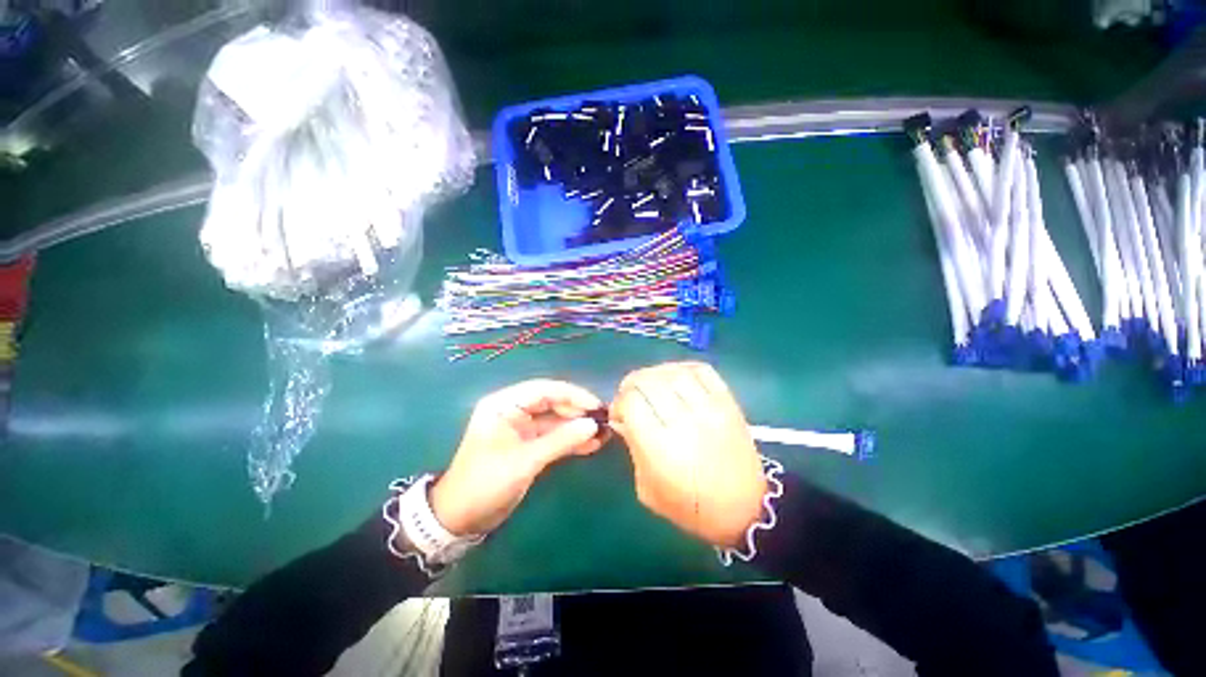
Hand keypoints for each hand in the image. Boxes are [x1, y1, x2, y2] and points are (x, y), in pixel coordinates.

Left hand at [430, 379, 605, 535]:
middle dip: (578, 411)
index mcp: (504, 404)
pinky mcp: (528, 443)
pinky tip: (591, 445)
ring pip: (556, 419)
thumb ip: (560, 440)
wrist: (460, 519)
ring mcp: (522, 427)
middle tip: (604, 420)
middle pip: (552, 402)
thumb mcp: (525, 461)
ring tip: (604, 434)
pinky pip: (553, 435)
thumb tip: (593, 425)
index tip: (596, 406)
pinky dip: (570, 440)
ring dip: (577, 426)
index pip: (544, 389)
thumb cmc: (486, 484)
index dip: (573, 395)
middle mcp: (513, 410)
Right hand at [610, 362, 765, 547]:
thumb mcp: (647, 489)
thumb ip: (632, 449)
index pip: (631, 403)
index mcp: (661, 448)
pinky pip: (701, 371)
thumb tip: (623, 418)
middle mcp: (684, 422)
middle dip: (631, 383)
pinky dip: (682, 367)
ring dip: (653, 373)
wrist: (744, 509)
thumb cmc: (690, 506)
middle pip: (648, 382)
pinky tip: (674, 377)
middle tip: (629, 393)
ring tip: (649, 383)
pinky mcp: (728, 403)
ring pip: (673, 372)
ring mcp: (710, 409)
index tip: (619, 413)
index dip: (619, 403)